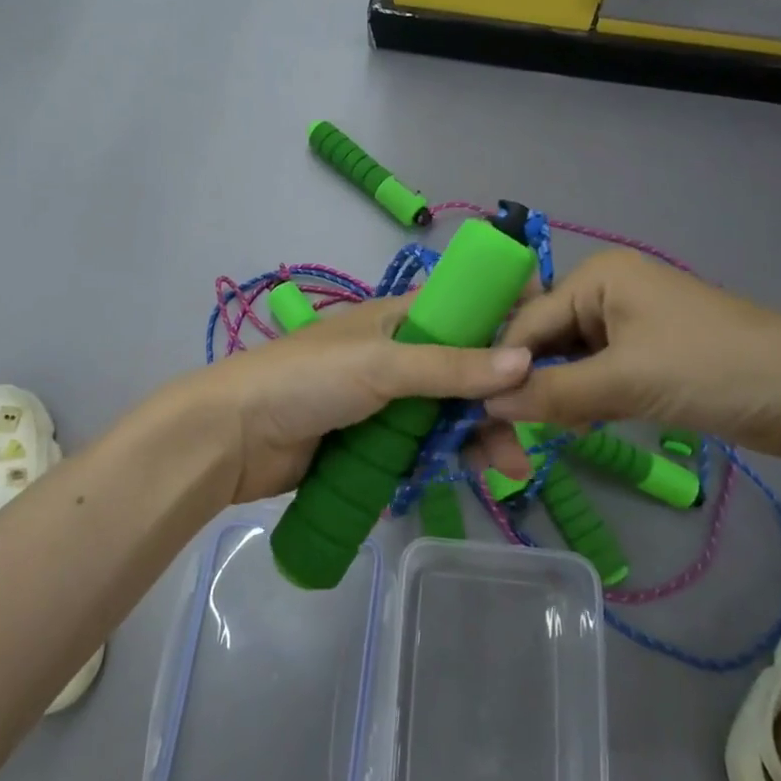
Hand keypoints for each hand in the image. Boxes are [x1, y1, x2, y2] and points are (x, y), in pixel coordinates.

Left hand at [171, 297, 532, 503]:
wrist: (234, 436)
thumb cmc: (307, 381)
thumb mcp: (381, 365)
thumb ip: (450, 366)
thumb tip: (524, 361)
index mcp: (399, 318)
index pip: (466, 308)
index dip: (506, 321)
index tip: (546, 348)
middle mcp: (399, 354)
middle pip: (465, 370)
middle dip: (499, 396)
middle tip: (530, 430)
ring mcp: (387, 401)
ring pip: (450, 412)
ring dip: (481, 433)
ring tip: (509, 467)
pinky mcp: (375, 441)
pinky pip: (425, 445)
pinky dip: (451, 456)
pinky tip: (475, 472)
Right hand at [484, 251, 780, 457]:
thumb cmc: (709, 369)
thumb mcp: (623, 381)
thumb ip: (551, 392)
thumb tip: (487, 406)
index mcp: (597, 276)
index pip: (527, 322)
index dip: (503, 367)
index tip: (477, 414)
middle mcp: (607, 290)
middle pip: (546, 339)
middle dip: (531, 383)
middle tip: (512, 433)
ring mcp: (630, 322)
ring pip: (570, 360)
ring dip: (558, 395)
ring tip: (549, 431)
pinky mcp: (648, 354)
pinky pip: (597, 373)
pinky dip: (585, 398)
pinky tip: (580, 424)